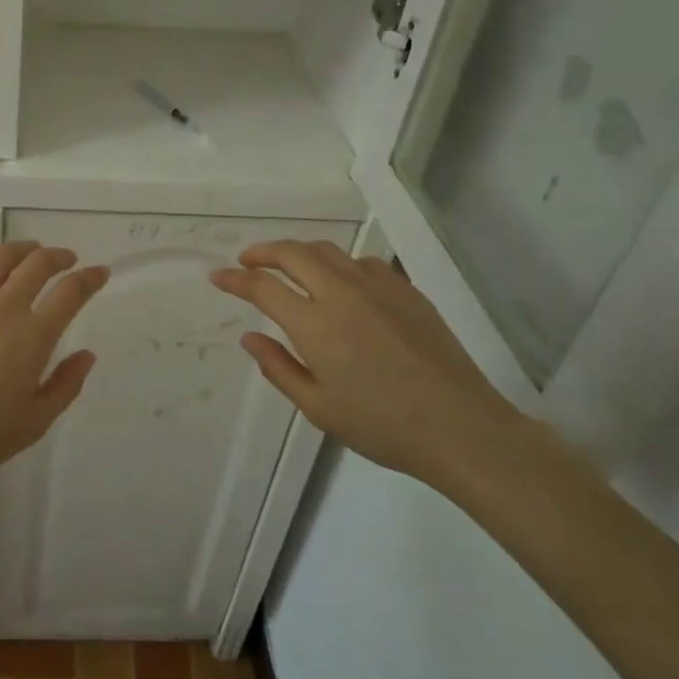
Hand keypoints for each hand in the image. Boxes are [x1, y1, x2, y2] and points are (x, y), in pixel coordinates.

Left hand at [0, 242, 109, 478]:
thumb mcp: (34, 422)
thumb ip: (66, 385)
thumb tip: (87, 354)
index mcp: (33, 336)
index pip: (71, 293)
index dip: (90, 278)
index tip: (99, 272)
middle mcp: (3, 307)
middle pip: (37, 264)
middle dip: (58, 256)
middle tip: (65, 259)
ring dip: (20, 249)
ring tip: (28, 251)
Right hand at [211, 240, 524, 485]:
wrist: (461, 427)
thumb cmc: (382, 426)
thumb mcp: (319, 408)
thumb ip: (278, 367)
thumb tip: (249, 336)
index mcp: (315, 324)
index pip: (263, 287)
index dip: (235, 279)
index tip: (217, 276)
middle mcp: (341, 293)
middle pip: (292, 253)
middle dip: (262, 252)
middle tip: (247, 261)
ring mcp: (377, 287)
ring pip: (327, 251)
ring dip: (298, 252)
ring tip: (287, 265)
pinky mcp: (406, 290)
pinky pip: (362, 263)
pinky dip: (338, 264)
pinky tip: (340, 282)